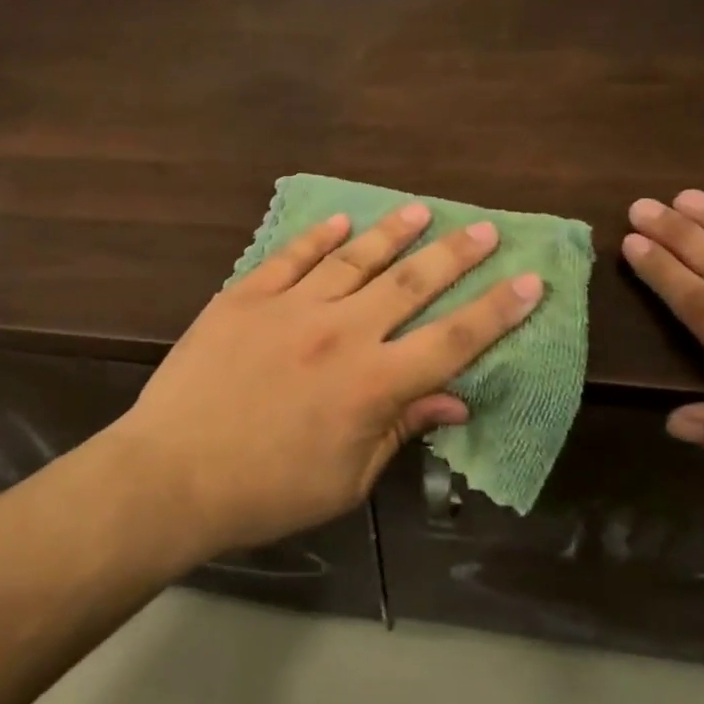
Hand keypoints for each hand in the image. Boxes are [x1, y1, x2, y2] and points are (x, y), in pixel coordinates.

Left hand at [115, 202, 543, 560]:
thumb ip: (400, 429)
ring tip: (421, 211)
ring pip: (354, 259)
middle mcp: (340, 333)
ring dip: (393, 234)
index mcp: (373, 384)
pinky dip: (319, 236)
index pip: (453, 340)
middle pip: (411, 284)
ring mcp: (290, 307)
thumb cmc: (265, 492)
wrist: (172, 474)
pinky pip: (291, 257)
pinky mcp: (245, 296)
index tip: (531, 280)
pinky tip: (341, 221)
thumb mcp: (347, 479)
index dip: (498, 310)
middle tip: (485, 229)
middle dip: (455, 255)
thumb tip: (454, 398)